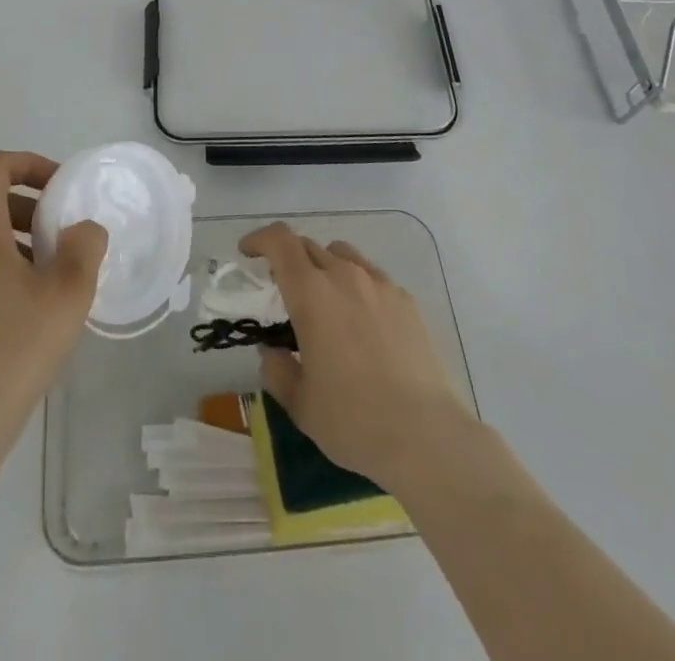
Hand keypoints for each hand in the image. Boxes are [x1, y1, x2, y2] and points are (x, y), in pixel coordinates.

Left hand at [0, 151, 108, 444]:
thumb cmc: (16, 348)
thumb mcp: (69, 293)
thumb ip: (84, 246)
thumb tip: (81, 229)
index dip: (27, 163)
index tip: (57, 188)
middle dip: (27, 213)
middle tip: (58, 246)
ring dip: (8, 246)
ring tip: (39, 286)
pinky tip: (9, 318)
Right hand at [240, 222, 476, 491]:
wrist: (427, 435)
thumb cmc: (354, 420)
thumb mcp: (300, 404)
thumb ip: (277, 371)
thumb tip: (273, 352)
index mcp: (311, 293)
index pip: (280, 241)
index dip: (259, 239)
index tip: (248, 254)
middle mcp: (345, 276)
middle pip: (309, 246)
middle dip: (289, 260)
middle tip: (283, 291)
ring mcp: (380, 285)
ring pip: (343, 255)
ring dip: (324, 267)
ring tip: (325, 302)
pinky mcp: (407, 301)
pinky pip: (372, 277)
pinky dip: (357, 286)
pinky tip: (362, 324)